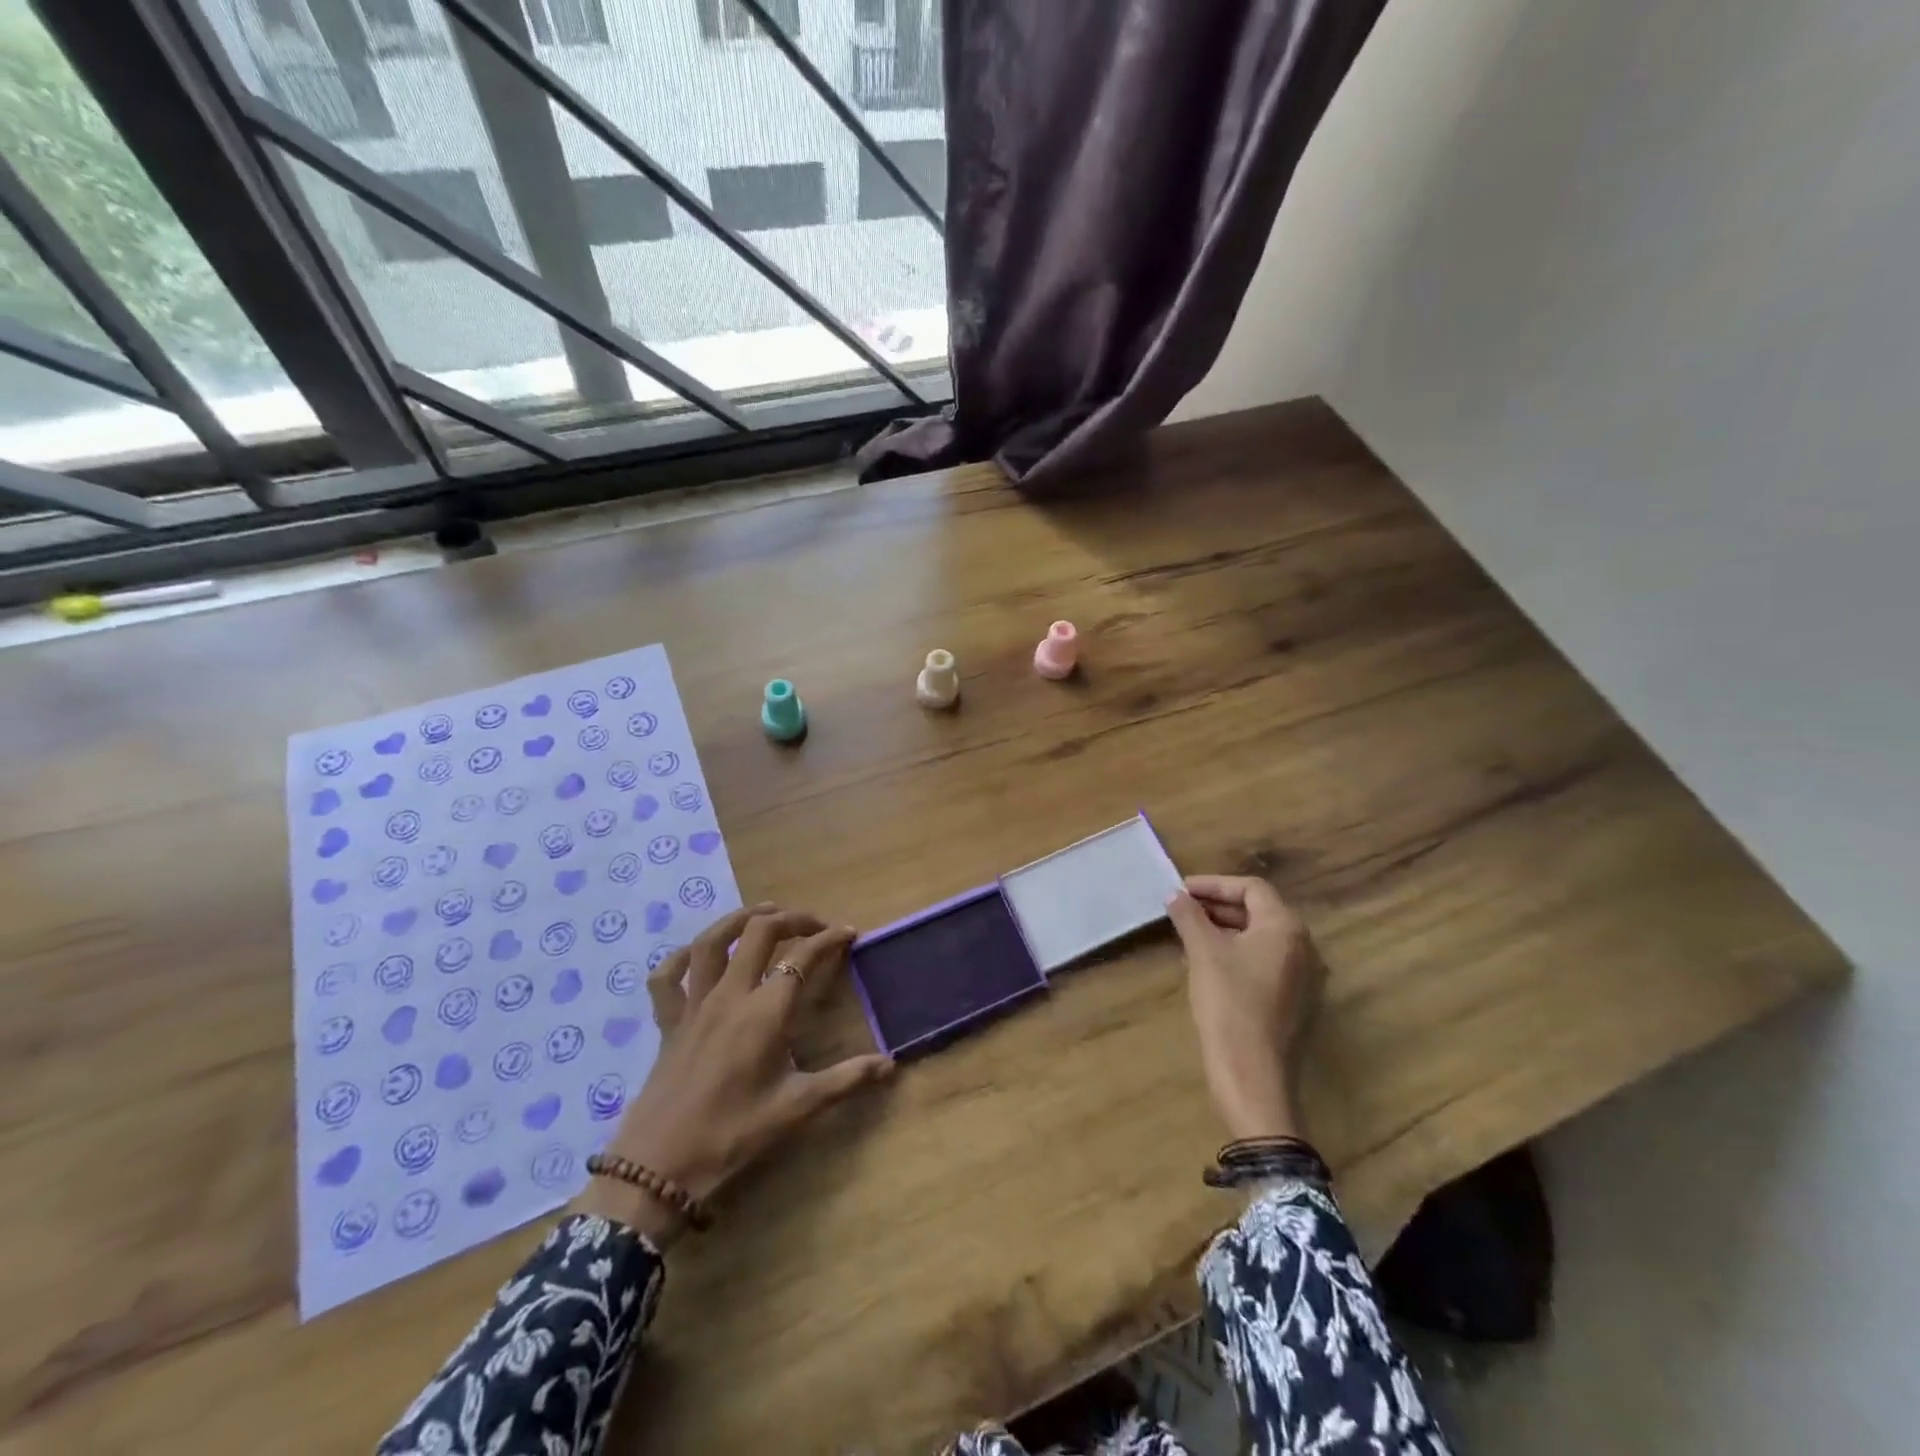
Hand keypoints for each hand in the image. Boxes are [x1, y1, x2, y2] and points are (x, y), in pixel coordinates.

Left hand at [570, 902, 893, 1242]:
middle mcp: (731, 995)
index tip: (848, 933)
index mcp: (765, 1012)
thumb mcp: (797, 1108)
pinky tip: (695, 954)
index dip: (829, 939)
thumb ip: (846, 1081)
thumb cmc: (733, 1134)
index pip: (802, 958)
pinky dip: (681, 957)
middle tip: (814, 924)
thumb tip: (890, 1065)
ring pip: (713, 941)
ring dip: (740, 919)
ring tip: (763, 912)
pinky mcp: (668, 1022)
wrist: (659, 1167)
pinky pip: (667, 977)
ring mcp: (695, 1004)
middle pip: (761, 933)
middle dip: (791, 919)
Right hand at [1166, 875, 1324, 1142]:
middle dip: (1219, 906)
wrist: (1253, 1075)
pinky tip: (1209, 963)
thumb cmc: (1229, 1004)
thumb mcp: (1203, 953)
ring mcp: (1305, 976)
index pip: (1251, 888)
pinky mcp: (1297, 1001)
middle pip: (1260, 911)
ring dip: (1227, 929)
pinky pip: (1267, 961)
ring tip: (1190, 933)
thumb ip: (1189, 916)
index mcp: (1286, 928)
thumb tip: (1175, 895)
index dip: (1214, 884)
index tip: (1181, 890)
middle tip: (1182, 908)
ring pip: (1263, 937)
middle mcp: (1304, 946)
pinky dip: (1239, 952)